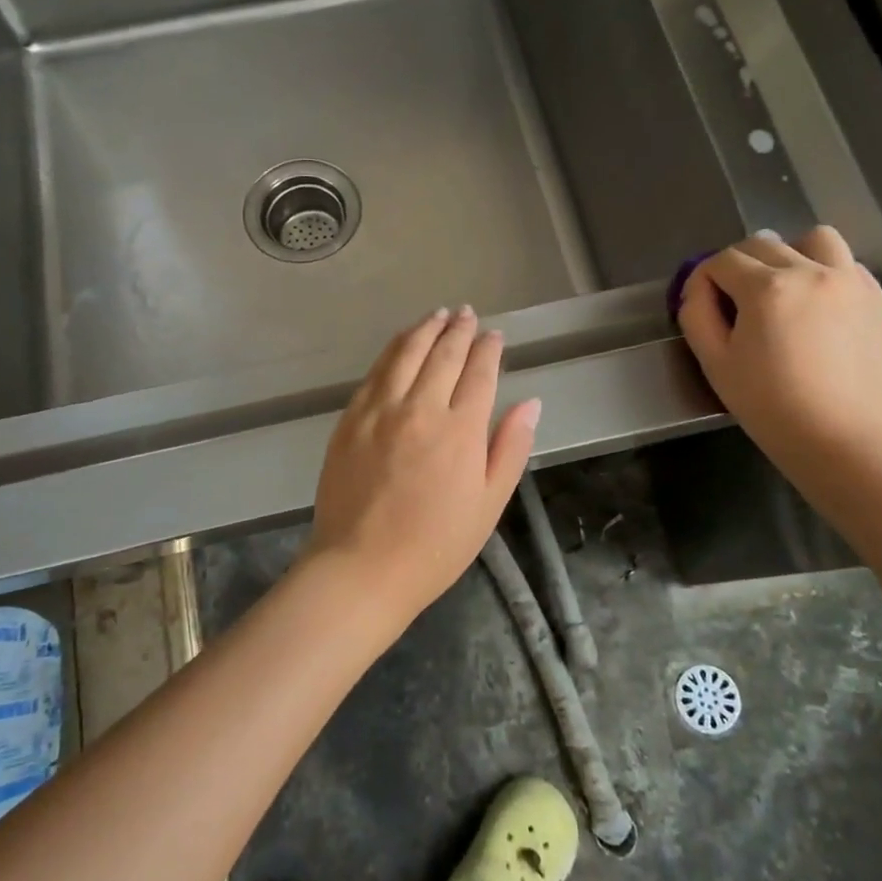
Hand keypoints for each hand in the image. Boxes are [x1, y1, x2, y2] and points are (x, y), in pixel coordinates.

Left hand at [307, 306, 540, 624]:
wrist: (362, 566)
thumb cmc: (436, 545)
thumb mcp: (489, 504)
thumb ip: (510, 448)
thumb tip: (531, 402)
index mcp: (461, 430)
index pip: (479, 373)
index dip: (489, 350)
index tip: (495, 336)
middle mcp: (421, 408)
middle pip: (443, 354)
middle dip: (459, 330)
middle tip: (467, 314)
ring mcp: (380, 410)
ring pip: (405, 353)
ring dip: (425, 329)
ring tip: (438, 315)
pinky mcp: (351, 418)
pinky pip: (376, 371)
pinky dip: (393, 349)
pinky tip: (400, 343)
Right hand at [677, 226, 881, 469]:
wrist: (848, 443)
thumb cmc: (772, 407)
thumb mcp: (716, 364)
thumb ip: (697, 316)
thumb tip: (698, 289)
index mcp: (767, 288)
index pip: (721, 261)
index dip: (703, 280)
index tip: (701, 306)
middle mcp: (811, 271)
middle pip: (762, 245)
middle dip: (739, 267)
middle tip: (735, 305)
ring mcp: (851, 281)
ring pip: (813, 240)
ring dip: (790, 255)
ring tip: (784, 290)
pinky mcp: (877, 300)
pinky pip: (846, 264)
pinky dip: (825, 272)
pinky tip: (818, 308)